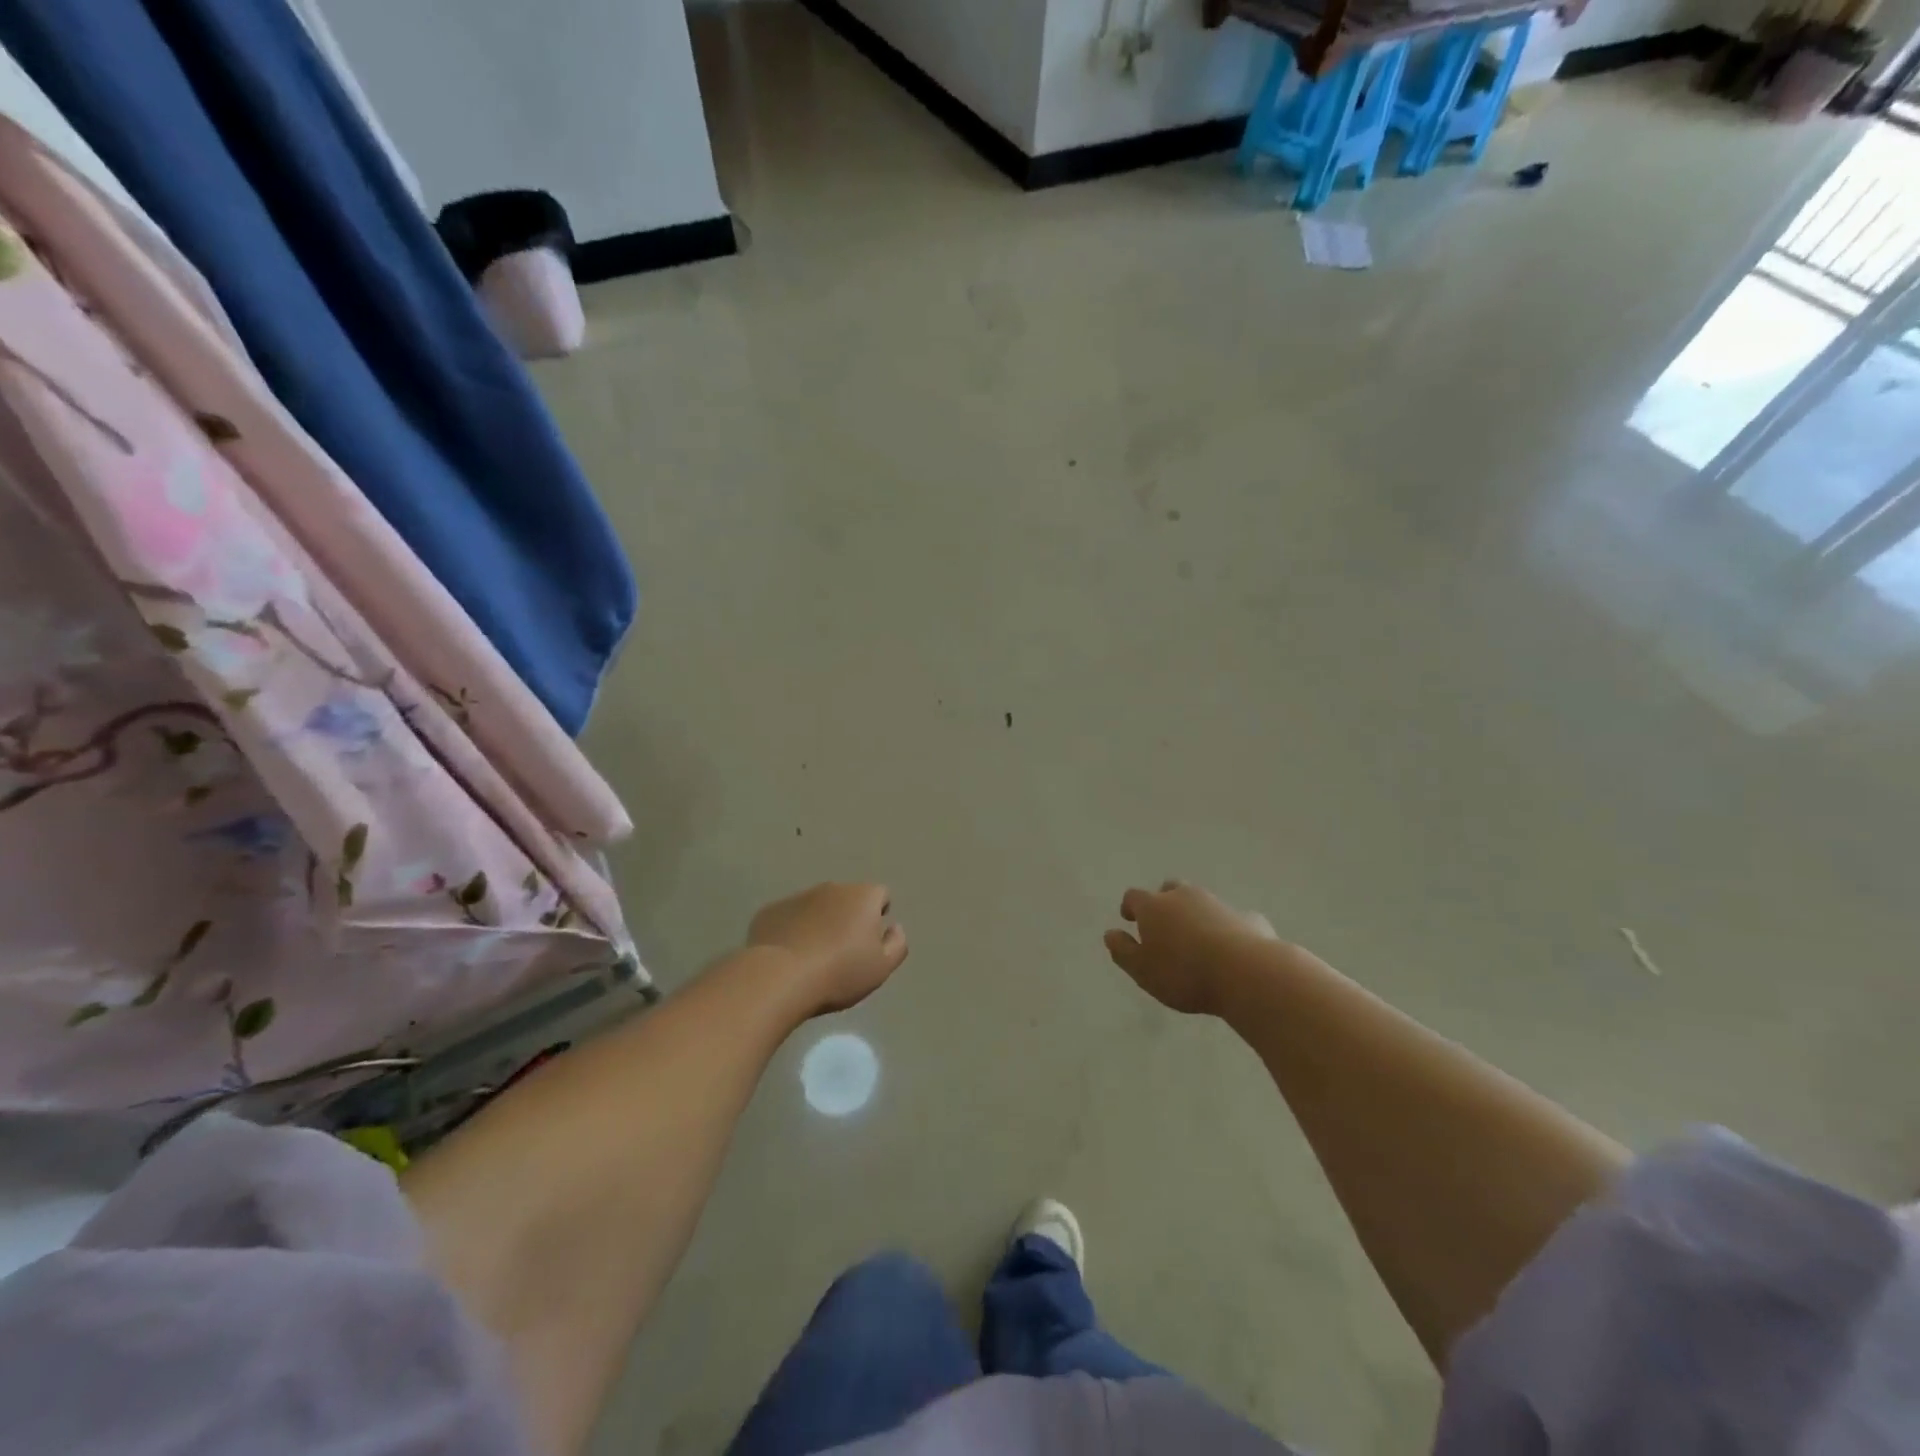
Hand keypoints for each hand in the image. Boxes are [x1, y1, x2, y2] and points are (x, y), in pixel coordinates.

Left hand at [747, 882, 907, 1016]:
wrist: (780, 978)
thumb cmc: (840, 972)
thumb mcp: (882, 967)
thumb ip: (897, 944)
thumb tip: (894, 927)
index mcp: (863, 896)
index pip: (881, 894)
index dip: (879, 914)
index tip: (871, 940)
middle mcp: (832, 888)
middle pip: (847, 898)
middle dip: (848, 917)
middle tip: (843, 951)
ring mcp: (798, 897)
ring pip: (816, 906)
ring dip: (819, 923)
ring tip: (813, 957)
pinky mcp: (770, 911)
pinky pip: (788, 917)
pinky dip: (792, 930)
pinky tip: (788, 956)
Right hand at [1103, 880, 1277, 1015]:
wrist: (1246, 973)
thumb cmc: (1183, 973)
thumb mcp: (1142, 970)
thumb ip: (1123, 950)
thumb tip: (1110, 933)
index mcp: (1154, 906)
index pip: (1134, 897)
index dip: (1130, 907)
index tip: (1129, 918)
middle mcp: (1185, 897)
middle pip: (1170, 890)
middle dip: (1164, 902)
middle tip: (1164, 924)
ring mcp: (1219, 904)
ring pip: (1201, 902)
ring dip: (1195, 915)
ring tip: (1197, 940)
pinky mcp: (1249, 918)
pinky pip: (1231, 920)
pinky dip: (1226, 929)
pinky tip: (1230, 948)